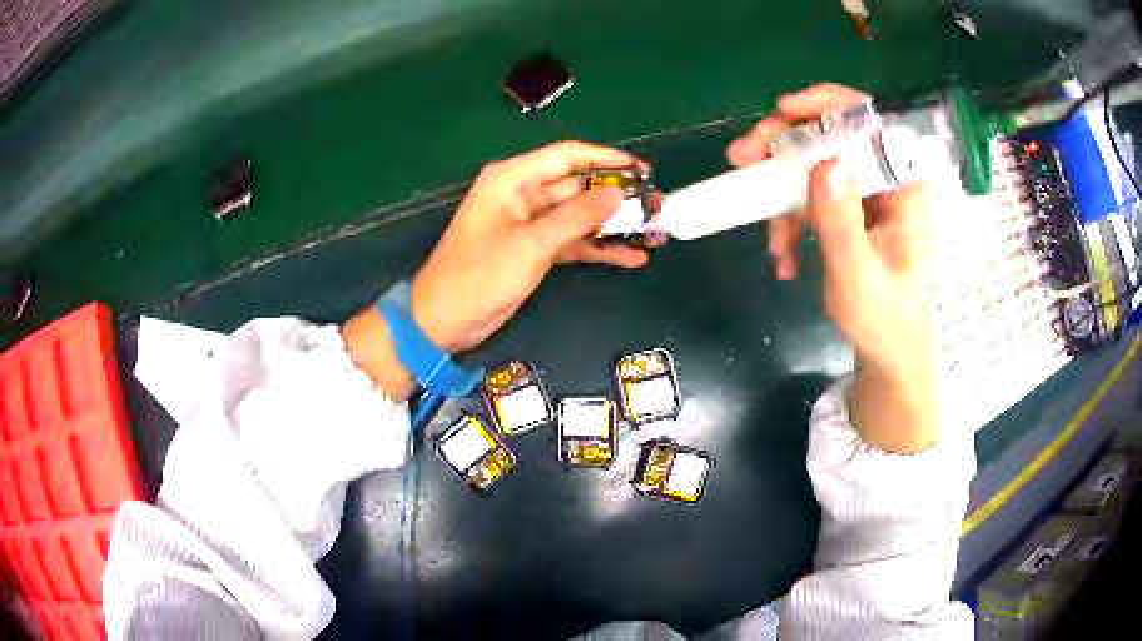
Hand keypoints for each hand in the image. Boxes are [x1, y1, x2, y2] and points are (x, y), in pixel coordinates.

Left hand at [411, 141, 650, 351]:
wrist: (444, 321)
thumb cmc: (478, 275)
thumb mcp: (530, 244)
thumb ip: (576, 217)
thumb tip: (617, 195)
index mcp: (513, 179)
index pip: (567, 156)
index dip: (607, 159)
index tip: (642, 170)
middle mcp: (524, 194)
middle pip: (578, 186)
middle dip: (617, 195)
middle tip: (657, 205)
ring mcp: (531, 224)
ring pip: (580, 215)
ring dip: (614, 224)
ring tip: (654, 232)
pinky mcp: (536, 251)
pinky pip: (574, 242)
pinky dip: (599, 248)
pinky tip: (631, 257)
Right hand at [728, 84, 937, 452]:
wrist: (885, 348)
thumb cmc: (883, 319)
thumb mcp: (859, 278)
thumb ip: (842, 224)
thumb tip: (823, 164)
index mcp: (906, 187)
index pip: (872, 121)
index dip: (829, 104)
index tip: (784, 109)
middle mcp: (887, 179)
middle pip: (832, 133)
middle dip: (784, 146)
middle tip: (742, 158)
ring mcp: (865, 192)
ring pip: (813, 163)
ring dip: (780, 195)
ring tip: (771, 245)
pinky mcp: (847, 207)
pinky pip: (809, 194)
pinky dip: (788, 219)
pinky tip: (782, 257)